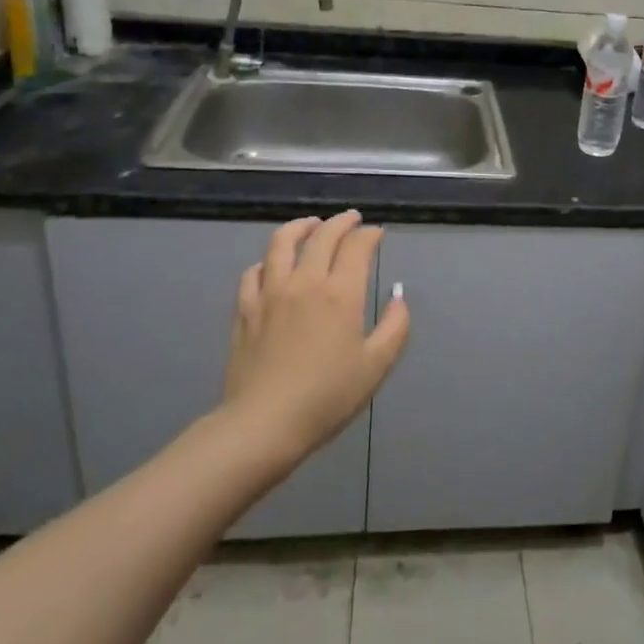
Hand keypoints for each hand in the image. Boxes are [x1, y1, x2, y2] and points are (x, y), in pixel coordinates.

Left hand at [223, 212, 410, 460]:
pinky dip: (269, 260)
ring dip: (301, 226)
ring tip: (311, 224)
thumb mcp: (376, 366)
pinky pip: (255, 271)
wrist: (264, 424)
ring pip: (282, 242)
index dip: (370, 234)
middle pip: (322, 235)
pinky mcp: (245, 309)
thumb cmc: (327, 397)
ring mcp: (270, 292)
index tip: (377, 234)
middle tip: (352, 219)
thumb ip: (395, 326)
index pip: (357, 246)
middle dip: (341, 222)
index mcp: (340, 293)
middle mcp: (305, 282)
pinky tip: (274, 265)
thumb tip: (398, 297)